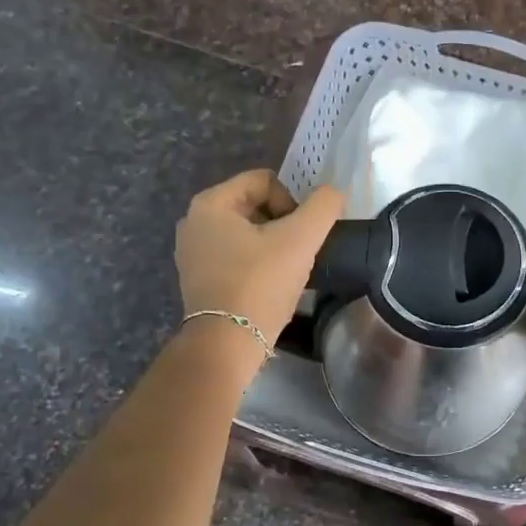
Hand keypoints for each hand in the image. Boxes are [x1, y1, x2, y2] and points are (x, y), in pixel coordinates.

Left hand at [176, 171, 343, 349]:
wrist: (227, 344)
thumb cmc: (260, 284)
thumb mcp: (301, 239)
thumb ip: (323, 207)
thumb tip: (333, 195)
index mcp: (210, 203)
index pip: (264, 181)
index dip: (292, 202)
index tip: (300, 235)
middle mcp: (194, 222)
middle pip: (254, 205)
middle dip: (282, 224)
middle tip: (297, 252)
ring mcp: (192, 252)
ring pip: (247, 232)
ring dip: (271, 245)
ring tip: (285, 271)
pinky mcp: (198, 279)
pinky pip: (235, 256)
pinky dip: (255, 263)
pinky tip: (268, 285)